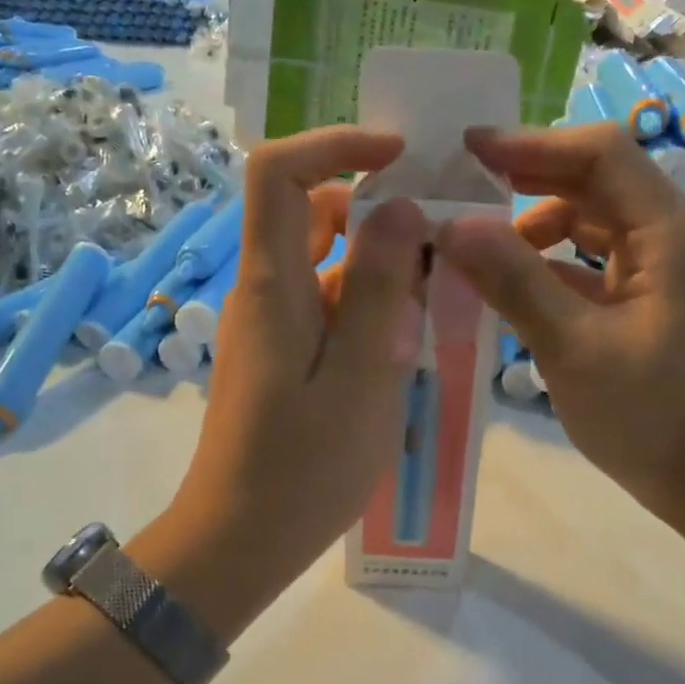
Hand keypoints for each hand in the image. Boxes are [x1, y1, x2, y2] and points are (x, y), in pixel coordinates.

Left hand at [140, 127, 427, 630]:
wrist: (240, 538)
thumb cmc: (304, 467)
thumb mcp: (361, 377)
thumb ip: (381, 289)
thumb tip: (399, 208)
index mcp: (273, 285)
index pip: (278, 172)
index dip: (334, 144)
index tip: (399, 156)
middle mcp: (265, 291)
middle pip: (309, 210)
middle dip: (376, 204)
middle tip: (444, 229)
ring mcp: (272, 323)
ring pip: (325, 259)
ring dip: (381, 259)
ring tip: (444, 285)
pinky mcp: (284, 353)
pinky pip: (328, 302)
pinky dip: (371, 300)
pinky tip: (414, 333)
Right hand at [436, 122, 684, 537]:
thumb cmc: (650, 418)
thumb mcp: (573, 349)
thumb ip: (513, 281)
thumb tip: (451, 226)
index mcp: (669, 233)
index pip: (601, 154)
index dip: (532, 144)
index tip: (466, 150)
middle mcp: (672, 237)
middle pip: (594, 182)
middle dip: (526, 181)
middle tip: (458, 192)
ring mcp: (662, 270)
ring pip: (590, 223)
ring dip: (533, 228)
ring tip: (474, 249)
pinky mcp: (648, 301)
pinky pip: (591, 263)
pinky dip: (548, 266)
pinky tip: (506, 286)